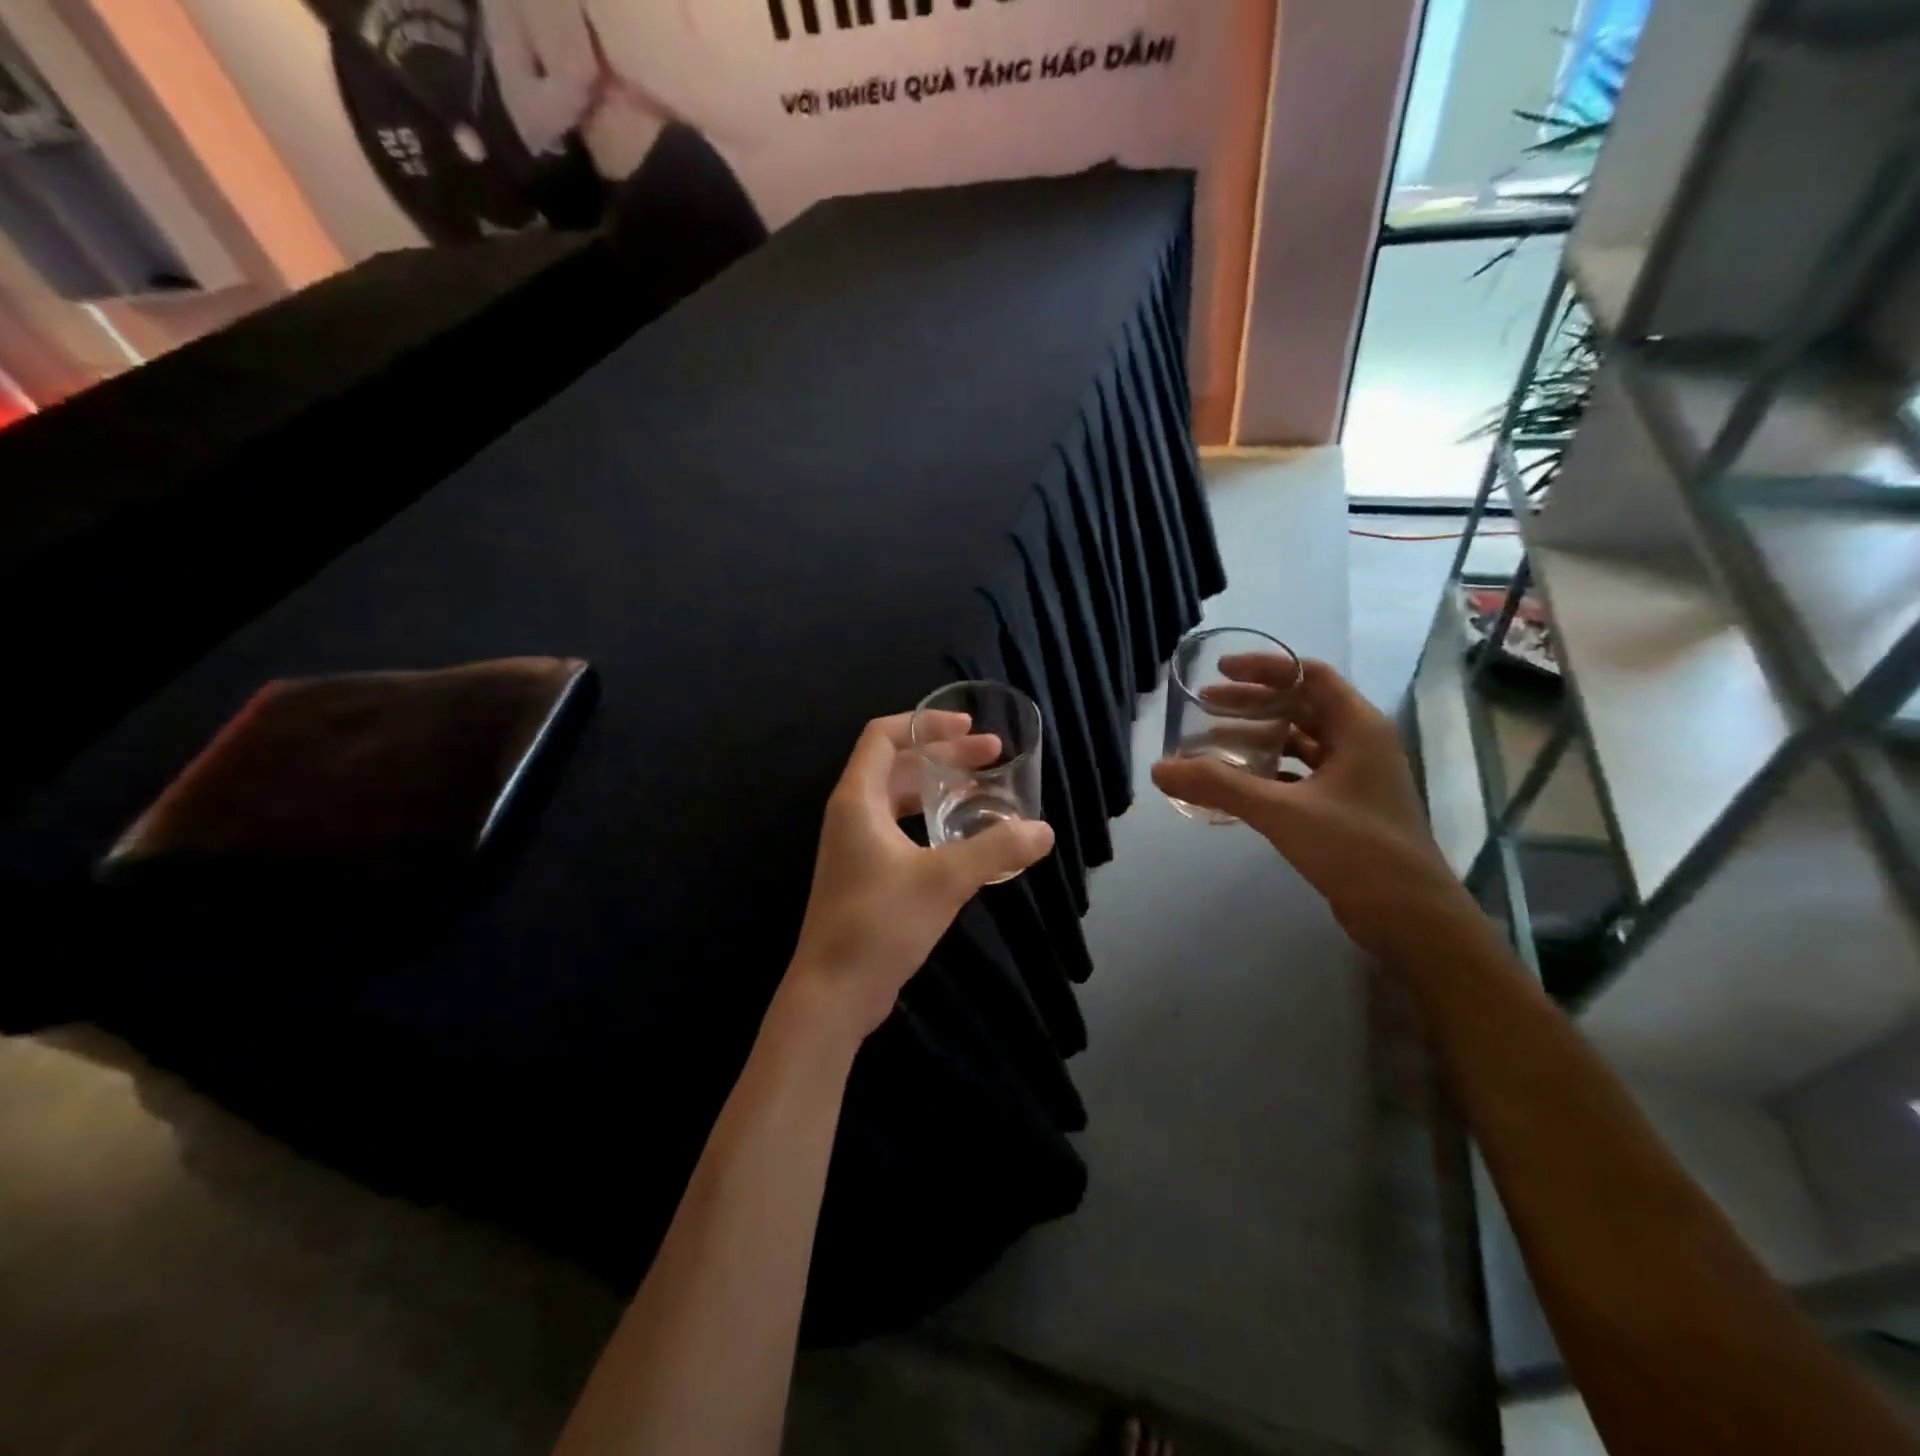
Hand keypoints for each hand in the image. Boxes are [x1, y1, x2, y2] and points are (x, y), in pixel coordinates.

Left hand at [787, 712, 1055, 1037]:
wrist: (832, 993)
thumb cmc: (879, 923)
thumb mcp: (944, 880)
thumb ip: (995, 850)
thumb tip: (1044, 831)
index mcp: (858, 800)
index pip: (883, 736)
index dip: (924, 723)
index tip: (967, 726)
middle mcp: (852, 815)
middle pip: (897, 765)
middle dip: (944, 755)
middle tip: (992, 756)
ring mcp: (855, 847)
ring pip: (899, 799)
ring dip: (939, 788)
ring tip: (982, 789)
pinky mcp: (865, 876)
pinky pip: (900, 829)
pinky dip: (931, 820)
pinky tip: (963, 836)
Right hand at [1152, 658, 1462, 957]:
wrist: (1411, 916)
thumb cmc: (1356, 849)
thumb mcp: (1282, 812)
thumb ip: (1219, 786)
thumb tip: (1159, 769)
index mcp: (1358, 727)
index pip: (1309, 676)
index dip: (1265, 668)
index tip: (1220, 671)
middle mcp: (1360, 744)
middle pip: (1301, 707)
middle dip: (1252, 704)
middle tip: (1205, 707)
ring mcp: (1356, 778)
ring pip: (1301, 743)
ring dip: (1259, 738)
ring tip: (1212, 744)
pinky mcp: (1347, 808)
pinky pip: (1302, 774)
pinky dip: (1270, 771)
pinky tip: (1238, 784)